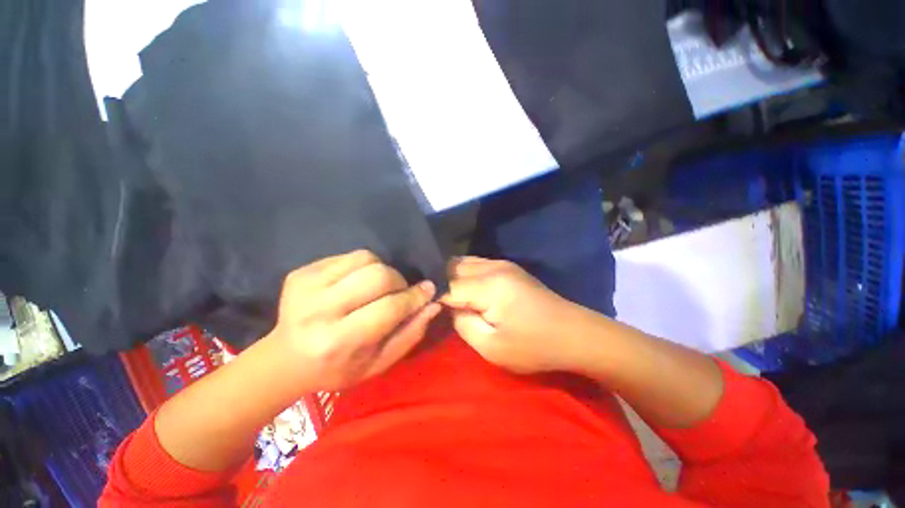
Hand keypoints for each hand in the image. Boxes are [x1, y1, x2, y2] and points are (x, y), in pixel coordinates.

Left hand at [268, 250, 440, 390]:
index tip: (428, 289)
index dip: (414, 297)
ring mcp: (307, 287)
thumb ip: (409, 334)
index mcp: (338, 342)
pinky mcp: (301, 272)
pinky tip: (357, 282)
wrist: (285, 359)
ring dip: (381, 270)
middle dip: (398, 281)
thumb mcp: (378, 363)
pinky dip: (363, 265)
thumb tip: (433, 304)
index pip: (389, 308)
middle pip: (378, 276)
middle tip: (399, 292)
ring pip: (365, 259)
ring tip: (378, 287)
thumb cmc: (337, 368)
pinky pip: (348, 256)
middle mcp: (320, 311)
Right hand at [441, 257, 589, 373]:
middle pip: (453, 267)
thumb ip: (463, 324)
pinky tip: (464, 288)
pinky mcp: (508, 267)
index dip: (434, 297)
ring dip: (451, 276)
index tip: (424, 309)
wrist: (574, 333)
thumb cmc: (534, 346)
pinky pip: (476, 264)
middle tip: (433, 302)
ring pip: (463, 262)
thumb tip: (451, 308)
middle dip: (439, 283)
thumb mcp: (492, 347)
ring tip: (445, 295)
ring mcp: (502, 264)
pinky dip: (464, 273)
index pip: (447, 286)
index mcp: (488, 285)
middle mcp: (493, 266)